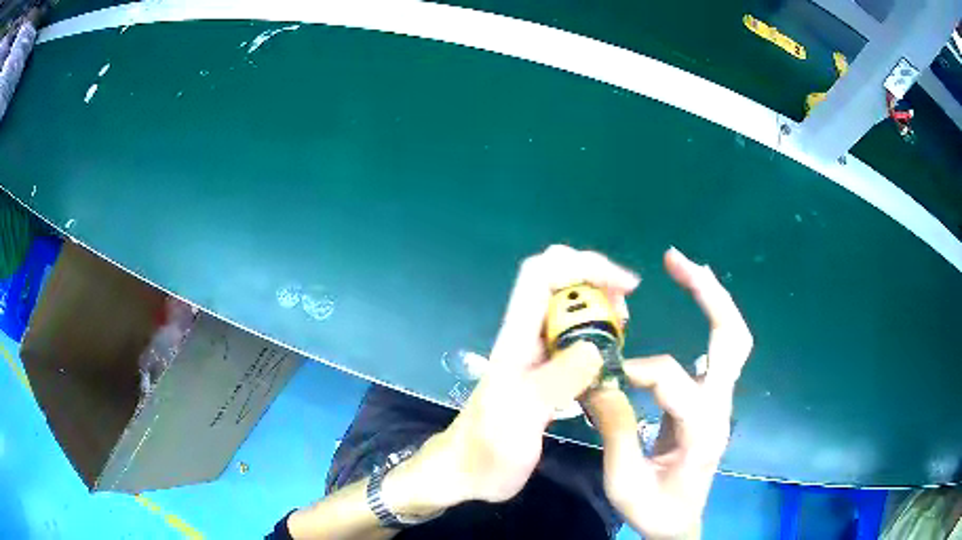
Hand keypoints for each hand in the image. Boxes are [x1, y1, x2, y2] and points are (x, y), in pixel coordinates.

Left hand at [433, 245, 638, 503]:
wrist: (466, 473)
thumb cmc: (487, 451)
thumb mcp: (519, 420)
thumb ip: (554, 383)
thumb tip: (595, 349)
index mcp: (516, 339)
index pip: (542, 275)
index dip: (583, 266)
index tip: (625, 286)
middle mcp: (525, 337)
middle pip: (556, 281)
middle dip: (595, 281)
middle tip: (624, 312)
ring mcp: (534, 355)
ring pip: (567, 308)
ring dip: (598, 306)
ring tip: (623, 329)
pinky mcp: (544, 374)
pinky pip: (574, 338)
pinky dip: (597, 334)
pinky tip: (611, 355)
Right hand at [583, 247, 753, 538]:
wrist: (680, 524)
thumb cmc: (655, 509)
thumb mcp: (625, 483)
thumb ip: (615, 432)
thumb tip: (600, 383)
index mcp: (702, 429)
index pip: (674, 378)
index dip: (639, 372)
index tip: (607, 379)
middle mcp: (721, 406)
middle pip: (733, 338)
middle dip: (710, 293)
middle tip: (678, 260)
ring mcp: (720, 401)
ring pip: (733, 338)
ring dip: (713, 298)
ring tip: (685, 267)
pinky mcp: (712, 400)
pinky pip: (719, 351)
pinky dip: (708, 318)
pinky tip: (693, 302)